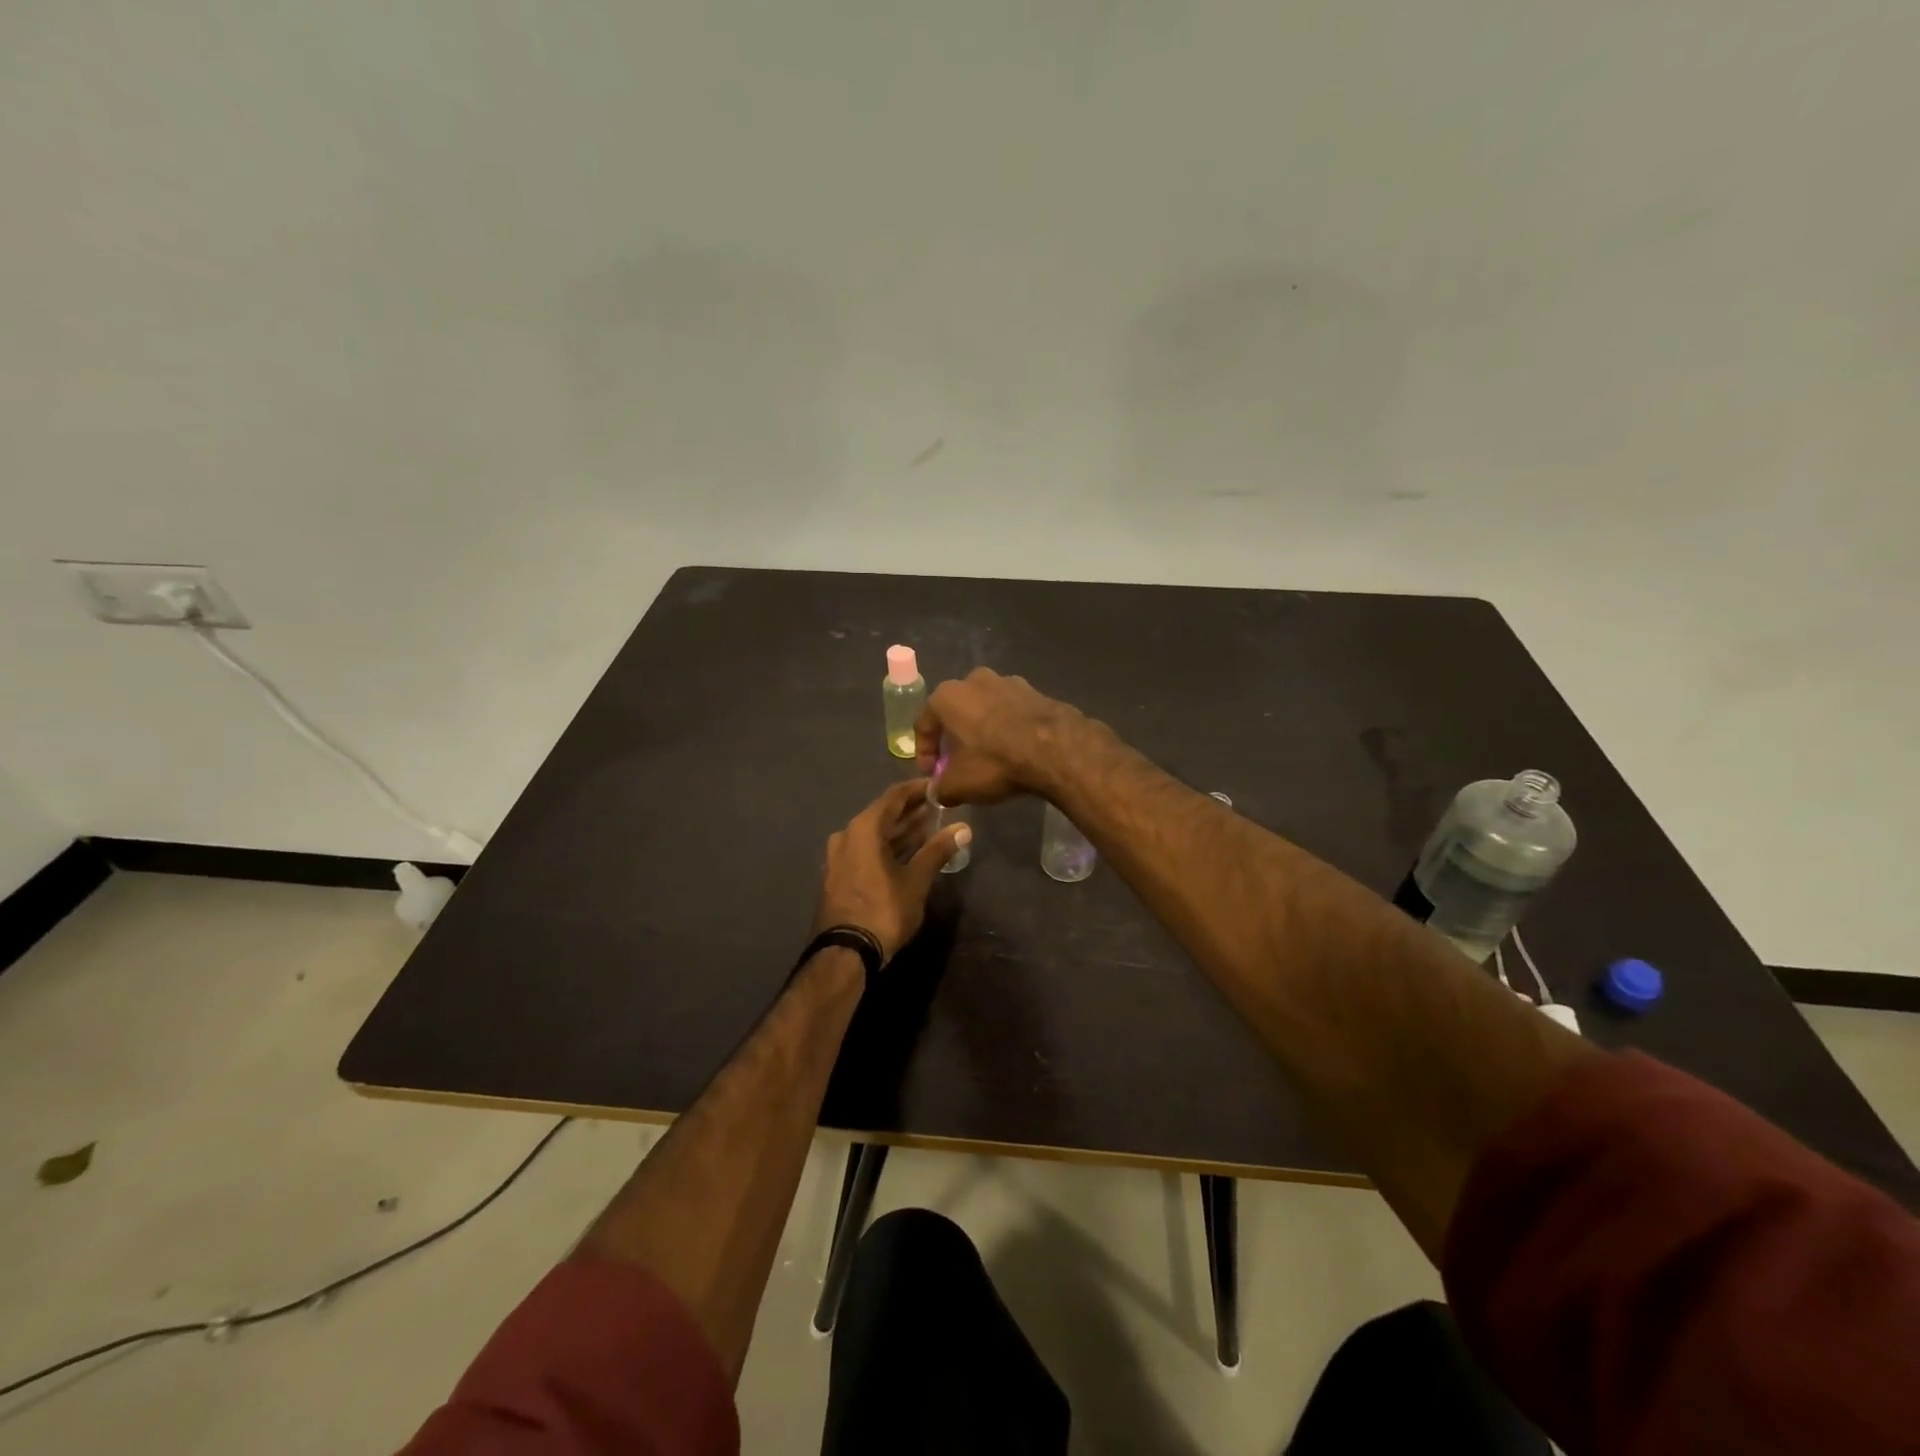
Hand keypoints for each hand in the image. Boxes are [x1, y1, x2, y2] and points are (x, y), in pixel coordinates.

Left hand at [814, 779, 970, 963]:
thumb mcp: (916, 880)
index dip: (918, 790)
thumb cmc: (883, 910)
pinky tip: (908, 852)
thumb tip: (964, 828)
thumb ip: (938, 850)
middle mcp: (847, 835)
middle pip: (883, 814)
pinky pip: (866, 850)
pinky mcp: (839, 875)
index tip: (940, 788)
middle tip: (940, 808)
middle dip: (911, 811)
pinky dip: (887, 847)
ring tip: (930, 828)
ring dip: (901, 831)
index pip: (894, 796)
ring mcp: (839, 856)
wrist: (845, 952)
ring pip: (874, 834)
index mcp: (864, 828)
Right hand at [914, 668, 1079, 804]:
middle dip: (953, 738)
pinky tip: (1014, 750)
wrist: (1055, 748)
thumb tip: (937, 791)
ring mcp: (1008, 682)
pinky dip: (1007, 728)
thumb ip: (939, 788)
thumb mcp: (958, 785)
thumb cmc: (995, 761)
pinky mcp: (1035, 691)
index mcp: (947, 696)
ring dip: (981, 730)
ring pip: (984, 709)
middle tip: (958, 763)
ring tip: (989, 757)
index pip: (923, 725)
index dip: (924, 753)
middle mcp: (974, 680)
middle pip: (955, 712)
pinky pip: (1011, 712)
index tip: (932, 774)